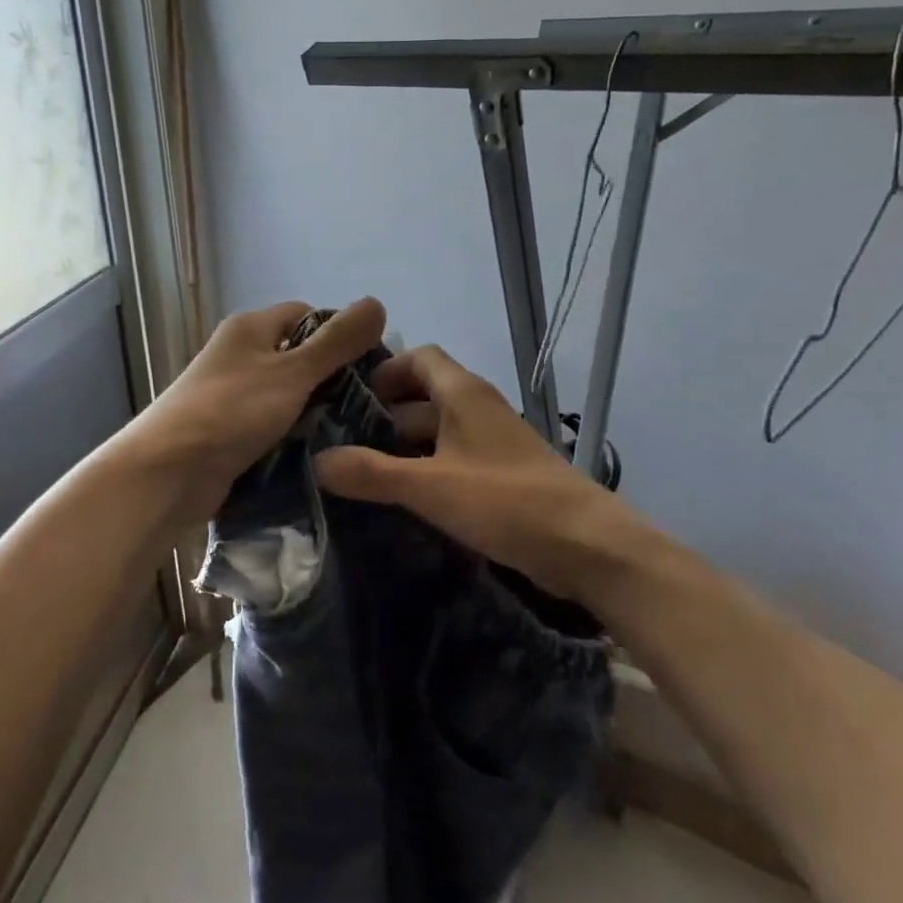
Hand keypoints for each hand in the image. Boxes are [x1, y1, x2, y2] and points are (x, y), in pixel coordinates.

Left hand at [123, 297, 387, 525]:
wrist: (166, 474)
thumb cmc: (230, 412)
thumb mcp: (292, 372)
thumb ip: (336, 342)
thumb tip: (377, 302)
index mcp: (251, 328)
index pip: (308, 316)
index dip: (341, 334)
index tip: (372, 367)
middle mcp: (241, 355)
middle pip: (300, 356)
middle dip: (333, 378)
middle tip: (370, 405)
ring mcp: (233, 395)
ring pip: (289, 395)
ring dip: (316, 410)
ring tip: (354, 432)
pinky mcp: (231, 432)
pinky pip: (274, 425)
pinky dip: (295, 435)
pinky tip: (323, 452)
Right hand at [313, 345, 643, 603]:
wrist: (586, 545)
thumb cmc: (506, 501)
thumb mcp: (430, 487)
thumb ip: (372, 473)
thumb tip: (316, 461)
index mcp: (462, 394)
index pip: (419, 357)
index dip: (384, 370)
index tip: (347, 397)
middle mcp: (478, 408)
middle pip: (424, 396)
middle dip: (384, 415)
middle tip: (340, 440)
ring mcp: (493, 443)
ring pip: (439, 431)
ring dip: (404, 446)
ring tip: (361, 471)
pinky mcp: (503, 475)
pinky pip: (455, 460)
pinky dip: (427, 470)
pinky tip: (403, 498)